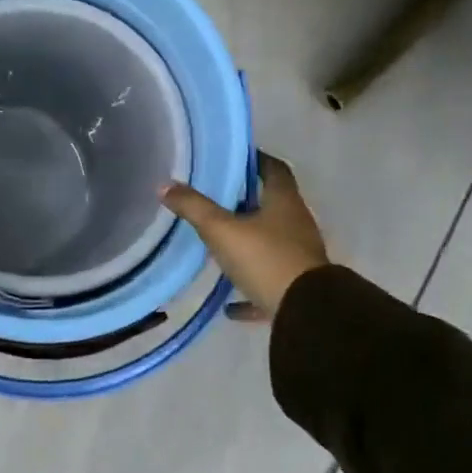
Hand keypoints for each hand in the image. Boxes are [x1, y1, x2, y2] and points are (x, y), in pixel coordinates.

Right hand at [161, 153, 329, 320]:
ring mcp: (299, 258)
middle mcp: (296, 225)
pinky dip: (250, 288)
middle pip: (273, 205)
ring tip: (220, 245)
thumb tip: (165, 185)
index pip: (274, 169)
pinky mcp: (296, 289)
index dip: (256, 159)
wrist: (306, 314)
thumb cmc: (266, 259)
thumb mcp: (222, 230)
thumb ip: (194, 207)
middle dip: (247, 201)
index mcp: (284, 202)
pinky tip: (229, 305)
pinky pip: (269, 283)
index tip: (234, 158)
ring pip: (271, 243)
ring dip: (249, 242)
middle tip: (216, 198)